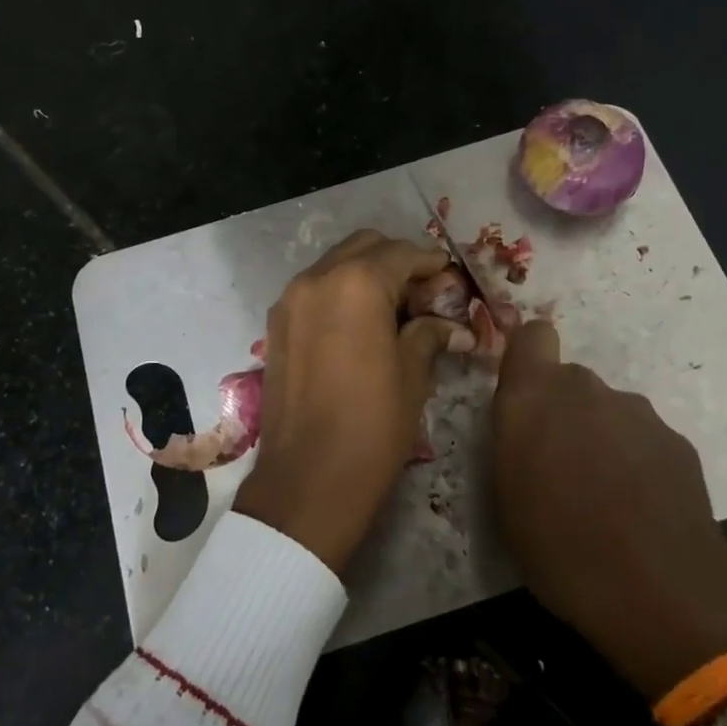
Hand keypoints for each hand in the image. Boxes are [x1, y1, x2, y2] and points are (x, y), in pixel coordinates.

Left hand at [232, 231, 460, 573]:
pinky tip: (360, 326)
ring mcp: (290, 300)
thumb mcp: (412, 376)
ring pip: (336, 265)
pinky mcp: (276, 324)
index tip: (450, 279)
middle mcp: (317, 278)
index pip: (401, 253)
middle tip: (423, 294)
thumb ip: (428, 334)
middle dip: (397, 261)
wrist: (307, 478)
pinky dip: (340, 292)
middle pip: (365, 247)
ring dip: (366, 274)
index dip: (431, 263)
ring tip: (393, 311)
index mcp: (357, 284)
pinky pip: (314, 290)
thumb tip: (450, 325)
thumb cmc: (372, 425)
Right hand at [490, 319, 726, 701]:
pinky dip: (635, 460)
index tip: (525, 399)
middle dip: (562, 412)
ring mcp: (637, 412)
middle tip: (559, 466)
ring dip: (599, 437)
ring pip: (607, 410)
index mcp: (534, 397)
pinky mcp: (676, 439)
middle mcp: (585, 389)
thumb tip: (527, 424)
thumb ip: (514, 439)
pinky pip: (641, 437)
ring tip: (602, 495)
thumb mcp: (506, 495)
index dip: (528, 359)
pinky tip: (639, 507)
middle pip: (569, 381)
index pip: (533, 336)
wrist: (660, 593)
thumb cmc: (559, 547)